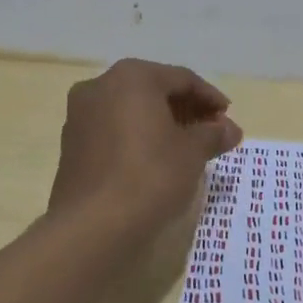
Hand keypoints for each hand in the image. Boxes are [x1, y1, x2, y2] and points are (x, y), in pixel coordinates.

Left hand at [49, 59, 242, 230]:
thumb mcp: (192, 152)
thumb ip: (213, 134)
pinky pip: (114, 129)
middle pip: (154, 90)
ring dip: (161, 123)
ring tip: (187, 147)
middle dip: (186, 110)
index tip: (228, 119)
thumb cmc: (150, 175)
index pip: (182, 79)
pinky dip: (138, 137)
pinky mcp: (71, 144)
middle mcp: (100, 86)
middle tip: (211, 132)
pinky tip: (156, 159)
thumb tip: (231, 130)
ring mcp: (80, 115)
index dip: (210, 98)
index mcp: (132, 77)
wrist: (93, 225)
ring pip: (131, 110)